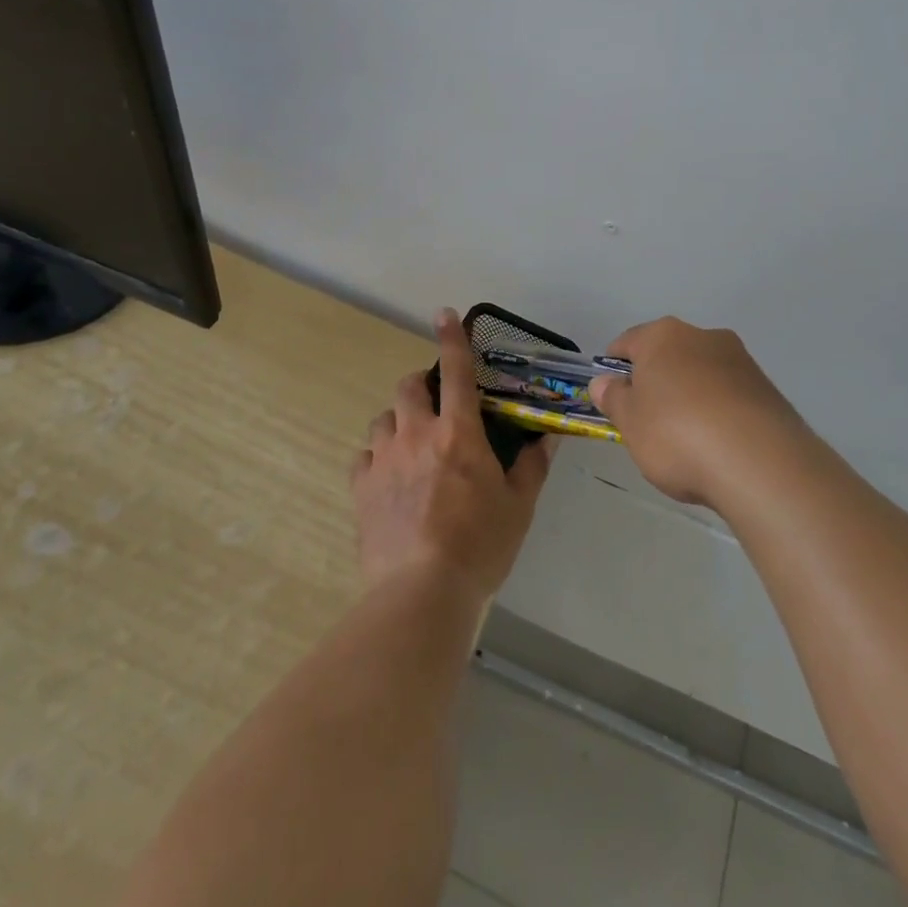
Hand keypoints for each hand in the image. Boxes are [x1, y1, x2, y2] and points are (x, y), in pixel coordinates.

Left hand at [351, 308, 554, 603]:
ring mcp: (384, 459)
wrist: (422, 593)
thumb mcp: (518, 506)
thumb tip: (547, 436)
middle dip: (422, 386)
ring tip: (411, 447)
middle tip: (435, 407)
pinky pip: (364, 457)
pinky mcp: (360, 487)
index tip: (443, 314)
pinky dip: (377, 458)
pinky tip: (387, 479)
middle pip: (409, 387)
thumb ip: (532, 466)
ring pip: (383, 419)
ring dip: (398, 423)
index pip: (457, 371)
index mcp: (458, 433)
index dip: (451, 338)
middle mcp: (417, 434)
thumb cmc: (480, 546)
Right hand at [590, 317, 810, 507]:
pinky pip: (729, 396)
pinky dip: (718, 413)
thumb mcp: (630, 422)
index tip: (612, 399)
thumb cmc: (678, 435)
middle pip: (667, 356)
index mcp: (663, 335)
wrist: (761, 464)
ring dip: (689, 397)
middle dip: (655, 383)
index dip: (614, 369)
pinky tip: (717, 447)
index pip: (627, 343)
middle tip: (646, 424)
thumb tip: (604, 382)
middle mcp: (703, 336)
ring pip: (700, 374)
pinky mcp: (767, 388)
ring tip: (687, 442)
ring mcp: (740, 360)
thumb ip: (613, 398)